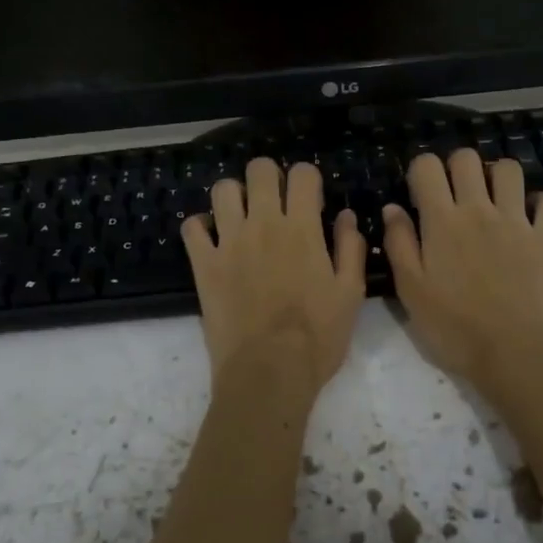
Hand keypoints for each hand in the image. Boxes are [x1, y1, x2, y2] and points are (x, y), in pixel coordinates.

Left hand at [182, 157, 366, 396]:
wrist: (268, 372)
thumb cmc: (317, 337)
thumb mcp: (350, 294)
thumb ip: (350, 248)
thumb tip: (346, 215)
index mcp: (301, 228)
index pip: (302, 174)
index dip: (307, 179)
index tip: (310, 199)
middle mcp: (263, 224)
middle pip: (259, 170)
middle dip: (269, 176)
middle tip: (274, 199)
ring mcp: (228, 242)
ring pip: (222, 190)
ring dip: (234, 196)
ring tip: (242, 215)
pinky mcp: (203, 264)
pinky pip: (192, 227)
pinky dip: (200, 226)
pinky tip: (212, 238)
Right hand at [382, 150, 542, 388]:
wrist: (513, 353)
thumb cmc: (453, 327)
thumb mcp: (410, 290)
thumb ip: (398, 243)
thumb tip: (393, 208)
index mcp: (442, 221)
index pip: (427, 166)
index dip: (420, 171)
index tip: (419, 194)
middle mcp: (479, 210)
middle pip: (467, 158)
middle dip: (456, 167)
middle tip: (453, 195)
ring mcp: (516, 221)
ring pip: (509, 169)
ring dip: (497, 176)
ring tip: (491, 199)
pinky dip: (539, 202)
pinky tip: (528, 217)